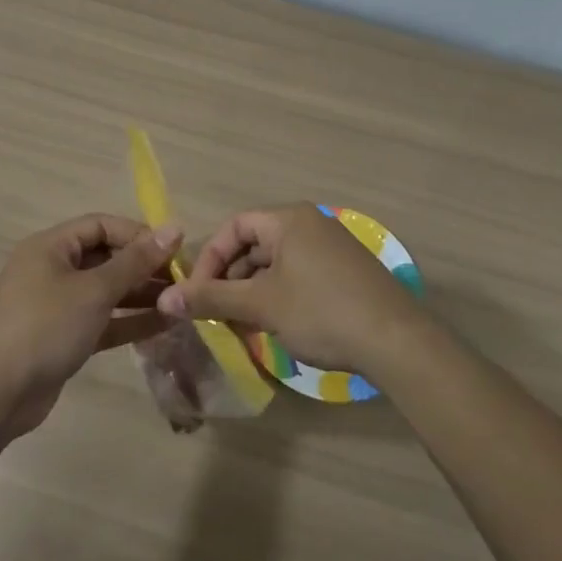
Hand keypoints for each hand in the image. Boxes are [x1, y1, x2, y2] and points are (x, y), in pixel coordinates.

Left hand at [0, 215, 181, 440]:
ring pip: (106, 292)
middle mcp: (52, 270)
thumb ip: (135, 261)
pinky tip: (163, 326)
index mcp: (51, 247)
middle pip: (105, 257)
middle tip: (183, 280)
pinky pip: (101, 321)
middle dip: (143, 267)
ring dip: (141, 296)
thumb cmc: (43, 327)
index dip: (138, 234)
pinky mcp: (62, 338)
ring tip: (180, 303)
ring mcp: (56, 306)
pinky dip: (128, 322)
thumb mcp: (93, 290)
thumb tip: (174, 227)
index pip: (101, 225)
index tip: (174, 250)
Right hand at [157, 204, 424, 375]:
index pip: (235, 226)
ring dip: (252, 290)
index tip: (196, 293)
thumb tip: (165, 298)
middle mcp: (310, 223)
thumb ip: (212, 298)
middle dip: (230, 278)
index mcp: (289, 219)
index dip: (209, 258)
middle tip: (216, 313)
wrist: (396, 341)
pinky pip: (298, 274)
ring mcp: (331, 247)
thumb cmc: (322, 312)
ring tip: (242, 325)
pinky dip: (278, 295)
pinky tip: (274, 325)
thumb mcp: (262, 305)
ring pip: (276, 263)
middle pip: (255, 244)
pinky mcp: (345, 271)